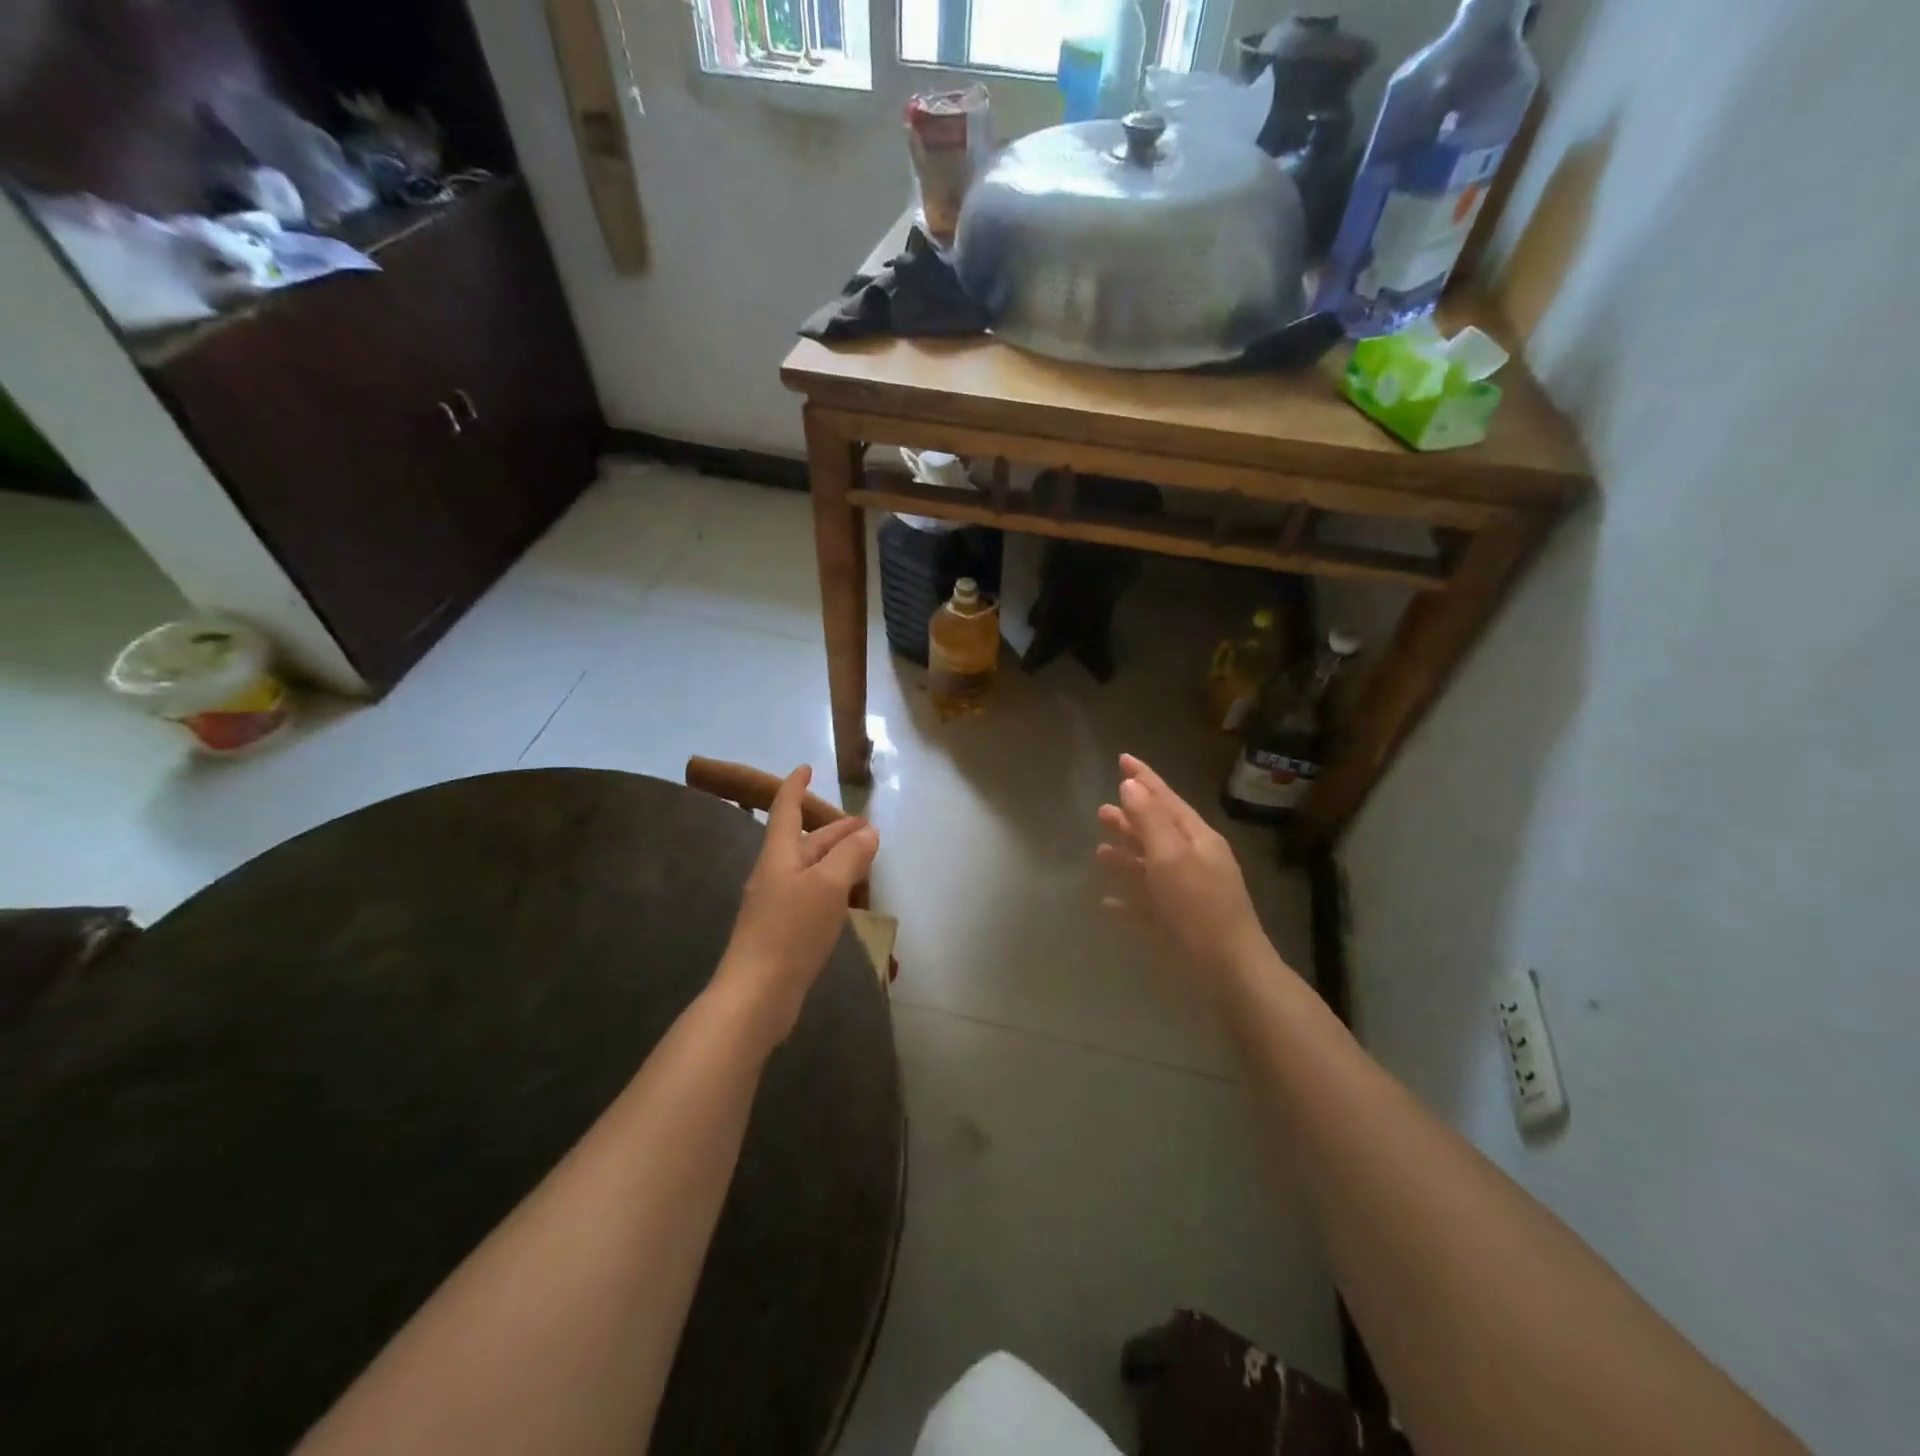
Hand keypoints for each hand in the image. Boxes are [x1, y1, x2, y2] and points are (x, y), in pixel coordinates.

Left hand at [716, 766, 879, 1042]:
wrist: (756, 994)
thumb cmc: (790, 931)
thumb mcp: (828, 886)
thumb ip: (850, 855)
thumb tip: (868, 832)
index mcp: (779, 855)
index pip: (786, 809)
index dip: (796, 787)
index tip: (806, 768)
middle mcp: (775, 874)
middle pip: (805, 841)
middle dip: (834, 830)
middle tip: (867, 827)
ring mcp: (777, 904)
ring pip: (811, 869)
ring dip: (836, 859)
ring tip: (865, 858)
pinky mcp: (783, 930)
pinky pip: (812, 895)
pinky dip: (832, 886)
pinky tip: (848, 898)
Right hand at [1096, 755, 1278, 988]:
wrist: (1228, 970)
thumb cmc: (1198, 906)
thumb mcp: (1171, 856)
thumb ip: (1150, 819)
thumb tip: (1131, 784)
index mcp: (1197, 838)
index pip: (1166, 798)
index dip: (1144, 778)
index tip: (1122, 758)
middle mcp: (1194, 859)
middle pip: (1157, 830)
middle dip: (1130, 818)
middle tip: (1100, 811)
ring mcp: (1188, 892)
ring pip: (1151, 865)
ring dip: (1126, 855)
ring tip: (1099, 851)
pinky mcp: (1180, 922)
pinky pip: (1149, 902)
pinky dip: (1129, 897)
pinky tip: (1108, 902)